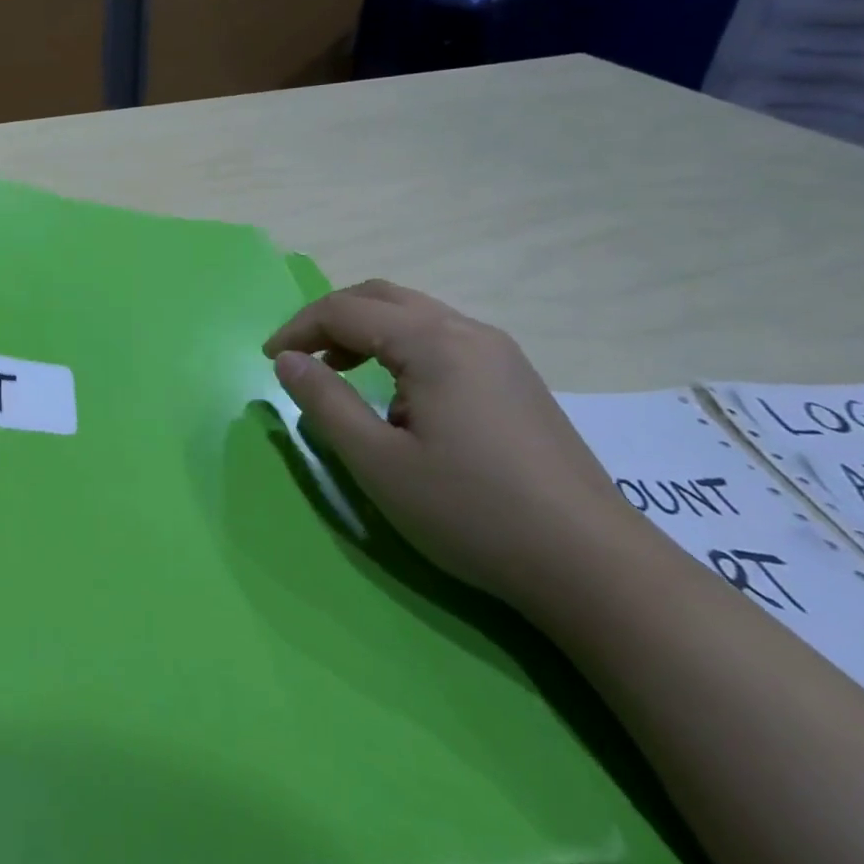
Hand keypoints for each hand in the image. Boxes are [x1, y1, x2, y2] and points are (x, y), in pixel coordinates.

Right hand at [265, 280, 644, 611]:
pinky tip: (398, 398)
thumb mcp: (378, 462)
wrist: (594, 566)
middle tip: (299, 356)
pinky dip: (400, 349)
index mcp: (433, 341)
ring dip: (366, 332)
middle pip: (381, 297)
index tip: (268, 360)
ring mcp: (500, 354)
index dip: (299, 328)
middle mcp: (468, 331)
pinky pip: (442, 340)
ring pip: (415, 315)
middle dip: (330, 319)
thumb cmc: (472, 511)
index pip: (346, 309)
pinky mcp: (517, 380)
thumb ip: (324, 402)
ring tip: (338, 373)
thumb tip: (287, 360)